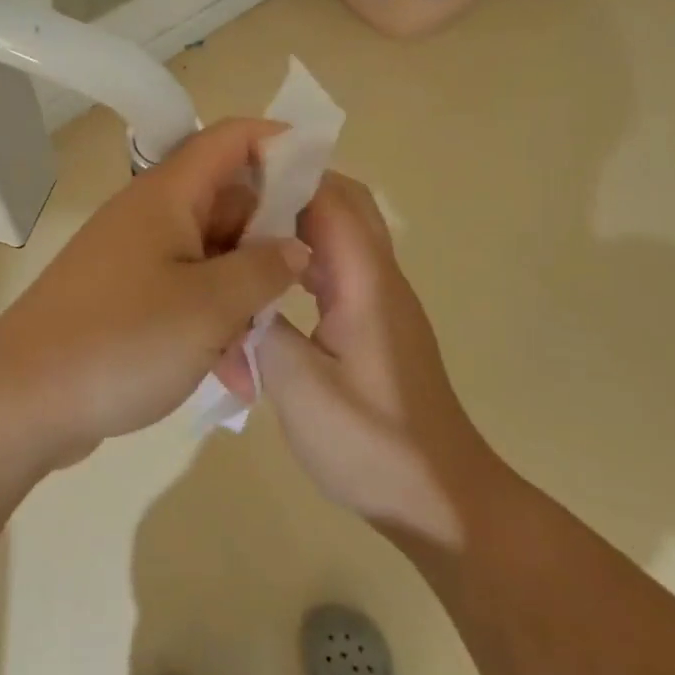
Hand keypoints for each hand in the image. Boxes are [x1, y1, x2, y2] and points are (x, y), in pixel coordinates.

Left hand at [0, 119, 309, 468]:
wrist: (21, 403)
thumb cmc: (122, 340)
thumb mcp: (209, 306)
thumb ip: (264, 269)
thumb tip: (295, 246)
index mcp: (168, 195)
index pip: (231, 139)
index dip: (280, 143)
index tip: (324, 175)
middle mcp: (152, 215)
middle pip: (227, 201)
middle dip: (270, 237)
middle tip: (310, 278)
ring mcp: (136, 258)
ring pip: (211, 254)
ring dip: (243, 292)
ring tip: (266, 344)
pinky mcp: (126, 298)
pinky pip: (185, 293)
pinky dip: (212, 322)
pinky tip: (234, 376)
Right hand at [256, 173, 493, 547]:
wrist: (440, 499)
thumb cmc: (371, 444)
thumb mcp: (299, 388)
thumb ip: (263, 326)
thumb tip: (239, 291)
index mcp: (366, 281)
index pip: (330, 198)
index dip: (285, 176)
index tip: (234, 176)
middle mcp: (380, 276)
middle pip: (345, 202)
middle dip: (293, 188)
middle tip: (237, 200)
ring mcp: (382, 299)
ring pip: (343, 232)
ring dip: (299, 221)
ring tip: (244, 231)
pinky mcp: (378, 321)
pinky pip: (341, 265)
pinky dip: (306, 255)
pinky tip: (270, 281)